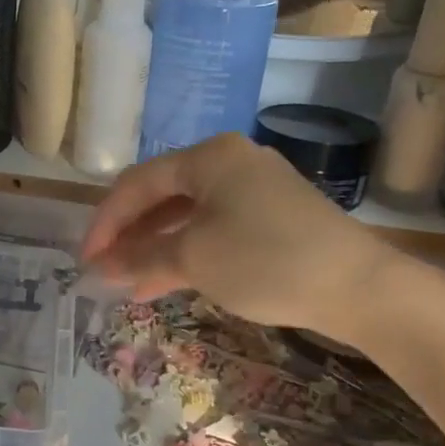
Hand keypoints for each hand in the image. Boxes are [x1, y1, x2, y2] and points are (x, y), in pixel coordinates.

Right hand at [79, 134, 396, 341]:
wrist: (359, 288)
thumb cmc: (266, 260)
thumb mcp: (194, 259)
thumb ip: (142, 259)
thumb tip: (103, 268)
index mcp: (209, 157)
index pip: (137, 183)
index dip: (105, 222)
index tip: (85, 259)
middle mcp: (230, 163)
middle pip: (161, 196)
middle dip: (128, 236)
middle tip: (103, 270)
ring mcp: (254, 190)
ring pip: (186, 216)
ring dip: (154, 248)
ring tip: (126, 282)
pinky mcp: (272, 218)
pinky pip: (213, 229)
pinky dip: (186, 253)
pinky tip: (164, 281)